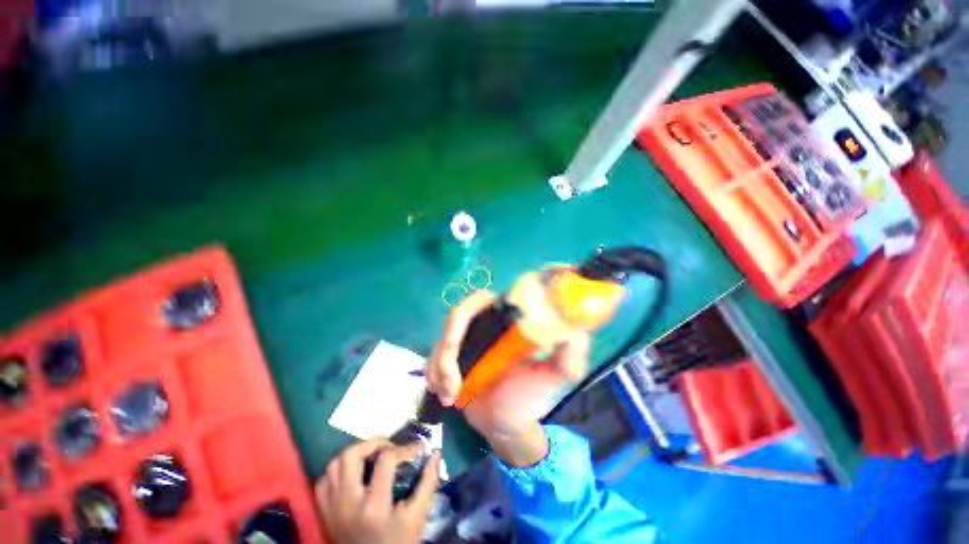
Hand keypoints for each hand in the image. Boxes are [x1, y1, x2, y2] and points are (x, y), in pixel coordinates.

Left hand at [315, 439, 440, 543]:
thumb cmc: (398, 543)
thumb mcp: (417, 517)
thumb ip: (428, 483)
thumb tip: (435, 453)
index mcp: (374, 505)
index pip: (386, 460)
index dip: (405, 448)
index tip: (419, 449)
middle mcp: (348, 503)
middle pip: (351, 455)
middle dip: (372, 443)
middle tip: (389, 446)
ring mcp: (332, 507)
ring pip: (333, 464)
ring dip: (354, 454)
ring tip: (372, 456)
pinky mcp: (324, 512)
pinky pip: (323, 481)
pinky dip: (337, 471)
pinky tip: (352, 473)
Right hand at [426, 290, 589, 460]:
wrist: (504, 424)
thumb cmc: (530, 397)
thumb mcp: (554, 377)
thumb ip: (569, 357)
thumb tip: (575, 332)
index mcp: (506, 321)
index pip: (485, 299)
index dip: (469, 308)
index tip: (462, 338)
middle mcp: (484, 324)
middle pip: (457, 316)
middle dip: (449, 346)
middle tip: (452, 379)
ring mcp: (464, 340)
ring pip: (440, 340)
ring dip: (440, 368)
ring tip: (451, 396)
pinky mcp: (449, 357)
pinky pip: (431, 357)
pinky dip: (433, 375)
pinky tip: (444, 395)